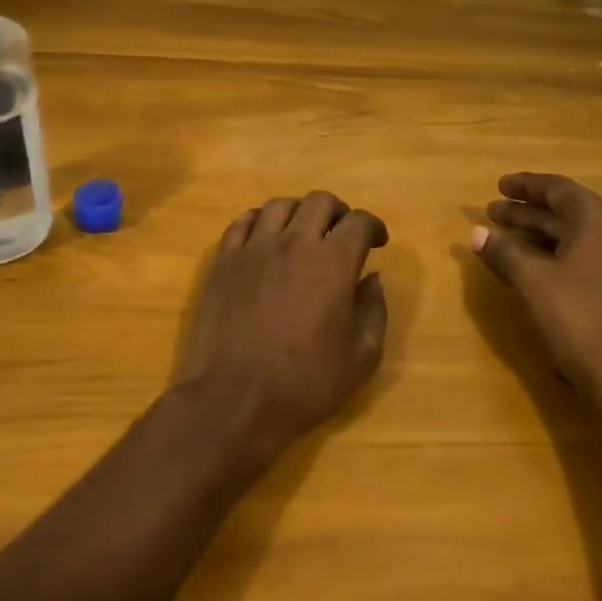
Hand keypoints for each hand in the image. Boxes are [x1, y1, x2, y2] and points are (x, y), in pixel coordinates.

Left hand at [176, 191, 389, 455]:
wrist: (234, 399)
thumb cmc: (304, 383)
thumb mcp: (361, 358)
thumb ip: (374, 310)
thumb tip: (372, 279)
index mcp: (333, 262)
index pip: (359, 222)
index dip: (373, 226)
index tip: (378, 241)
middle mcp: (294, 242)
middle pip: (319, 201)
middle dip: (338, 212)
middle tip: (342, 234)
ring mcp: (254, 248)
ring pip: (279, 205)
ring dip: (299, 213)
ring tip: (303, 233)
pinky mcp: (224, 260)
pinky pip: (243, 222)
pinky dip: (260, 221)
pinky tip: (265, 239)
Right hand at [470, 172, 601, 409]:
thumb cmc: (579, 319)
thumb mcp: (533, 282)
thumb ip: (503, 252)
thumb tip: (475, 233)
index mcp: (598, 220)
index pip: (558, 189)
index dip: (525, 186)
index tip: (498, 185)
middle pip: (565, 210)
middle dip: (526, 210)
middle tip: (492, 211)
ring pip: (571, 234)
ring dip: (536, 231)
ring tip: (501, 234)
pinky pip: (580, 254)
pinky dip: (551, 251)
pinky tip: (527, 263)